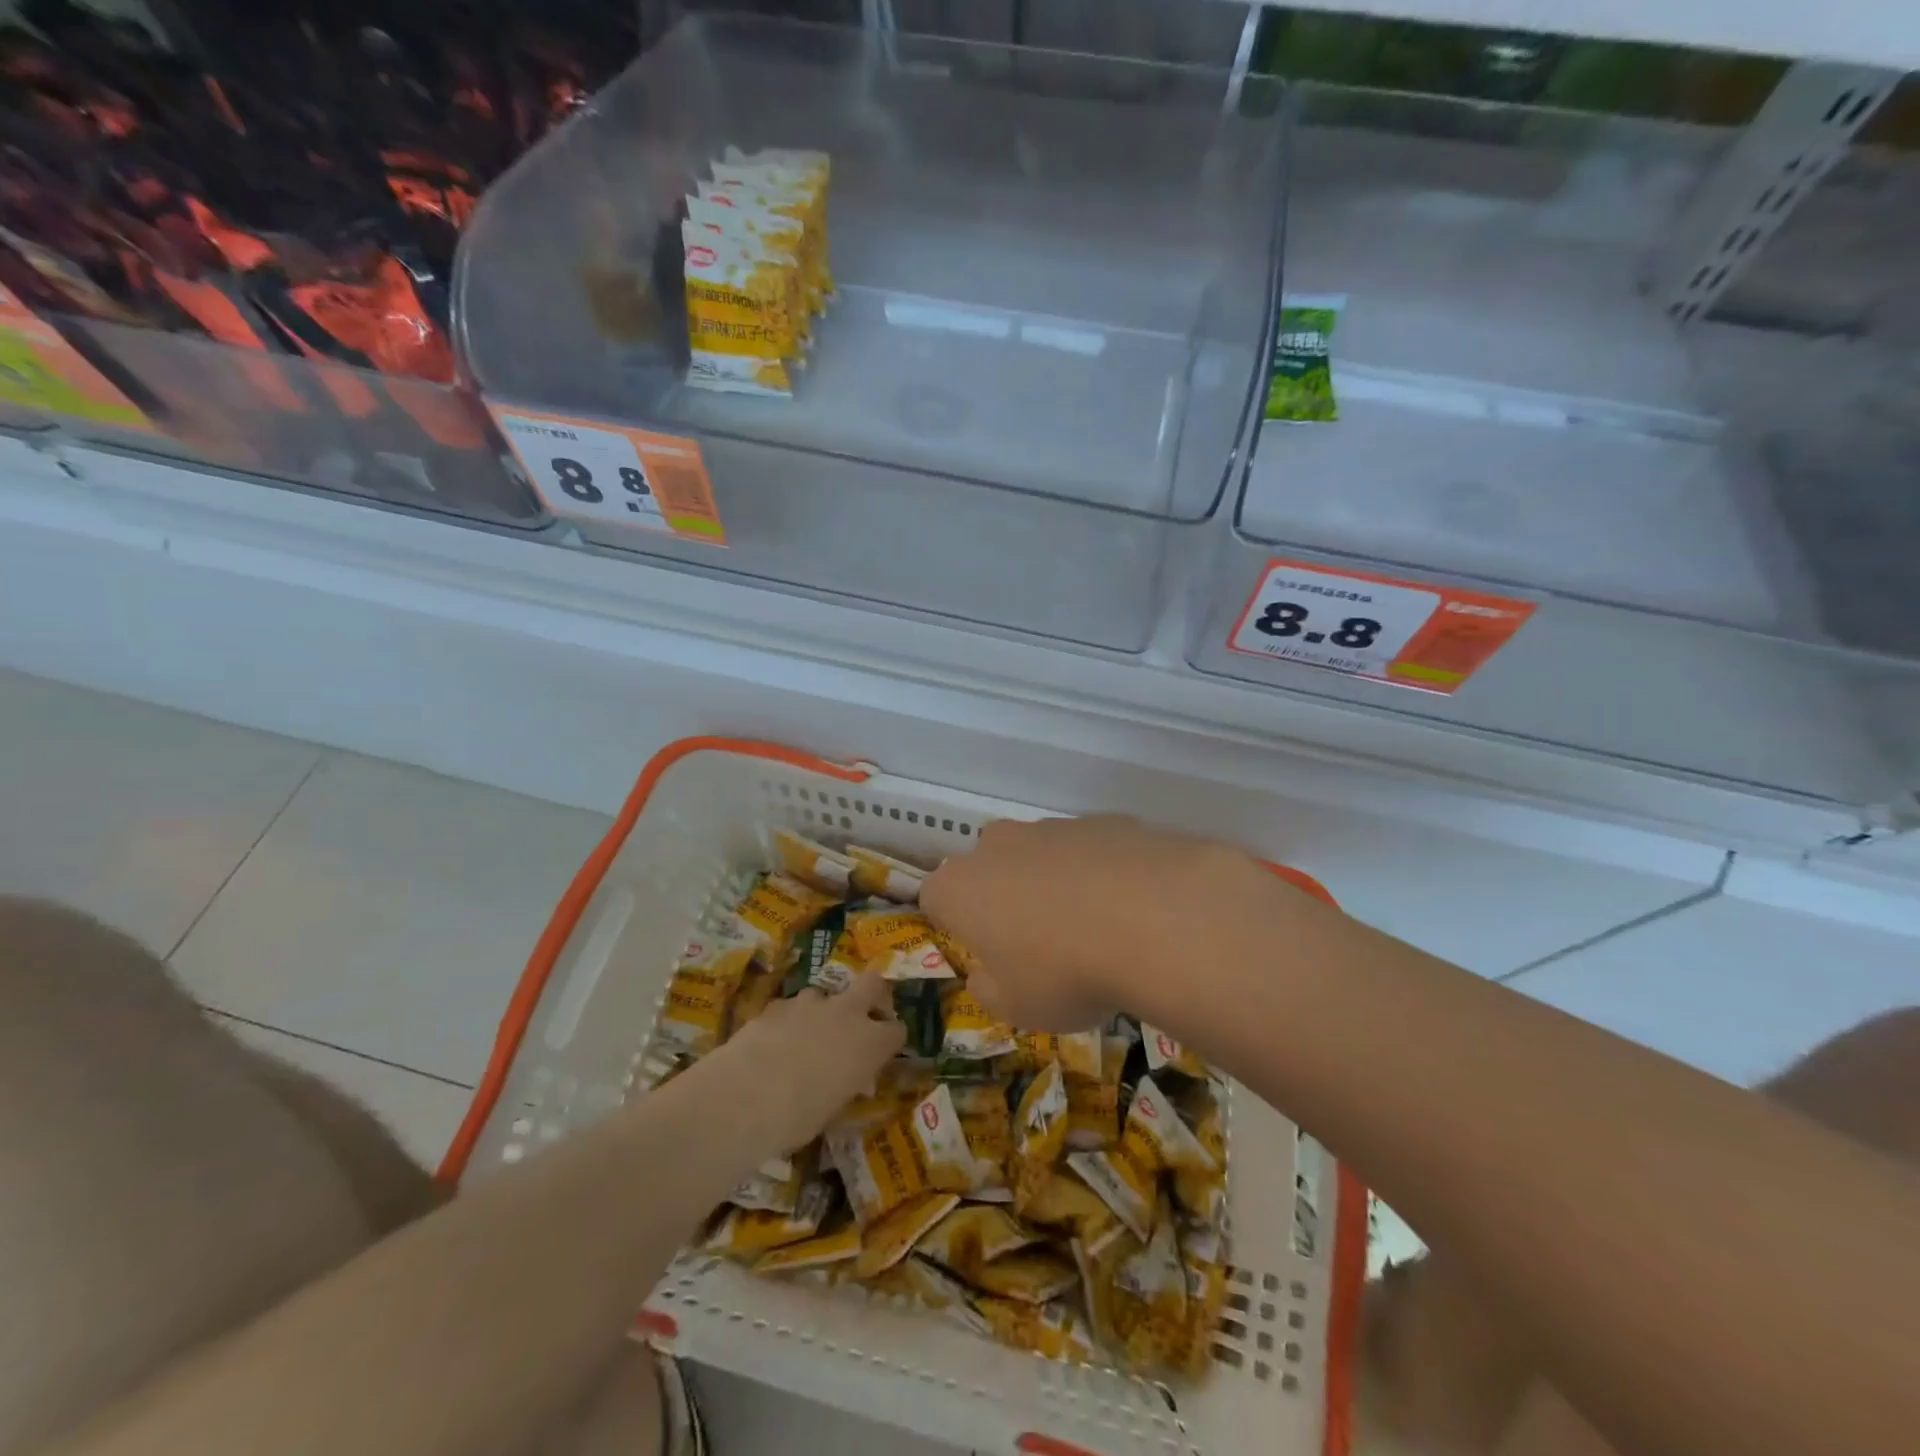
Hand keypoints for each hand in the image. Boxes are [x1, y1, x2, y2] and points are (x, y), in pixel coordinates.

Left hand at [705, 974, 904, 1153]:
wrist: (747, 1095)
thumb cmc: (799, 1116)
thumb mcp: (833, 1109)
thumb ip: (845, 1085)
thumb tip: (845, 1081)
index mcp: (870, 1043)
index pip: (897, 1030)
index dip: (891, 1038)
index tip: (884, 1050)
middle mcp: (847, 1014)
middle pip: (873, 984)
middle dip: (872, 994)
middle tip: (863, 1014)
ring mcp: (812, 1003)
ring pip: (826, 995)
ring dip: (822, 1011)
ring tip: (807, 1036)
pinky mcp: (778, 1004)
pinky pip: (791, 1008)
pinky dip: (789, 1020)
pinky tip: (774, 1041)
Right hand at [921, 815, 1273, 1030]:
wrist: (1154, 919)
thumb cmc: (1065, 973)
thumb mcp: (1017, 1008)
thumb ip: (990, 991)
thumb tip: (986, 977)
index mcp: (961, 887)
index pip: (935, 898)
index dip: (956, 926)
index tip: (986, 954)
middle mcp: (997, 845)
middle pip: (988, 868)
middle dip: (1005, 897)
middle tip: (1039, 942)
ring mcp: (1052, 826)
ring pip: (1039, 854)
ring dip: (1054, 883)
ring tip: (1095, 928)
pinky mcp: (1103, 819)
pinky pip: (1089, 849)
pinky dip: (1100, 872)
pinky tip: (1132, 906)